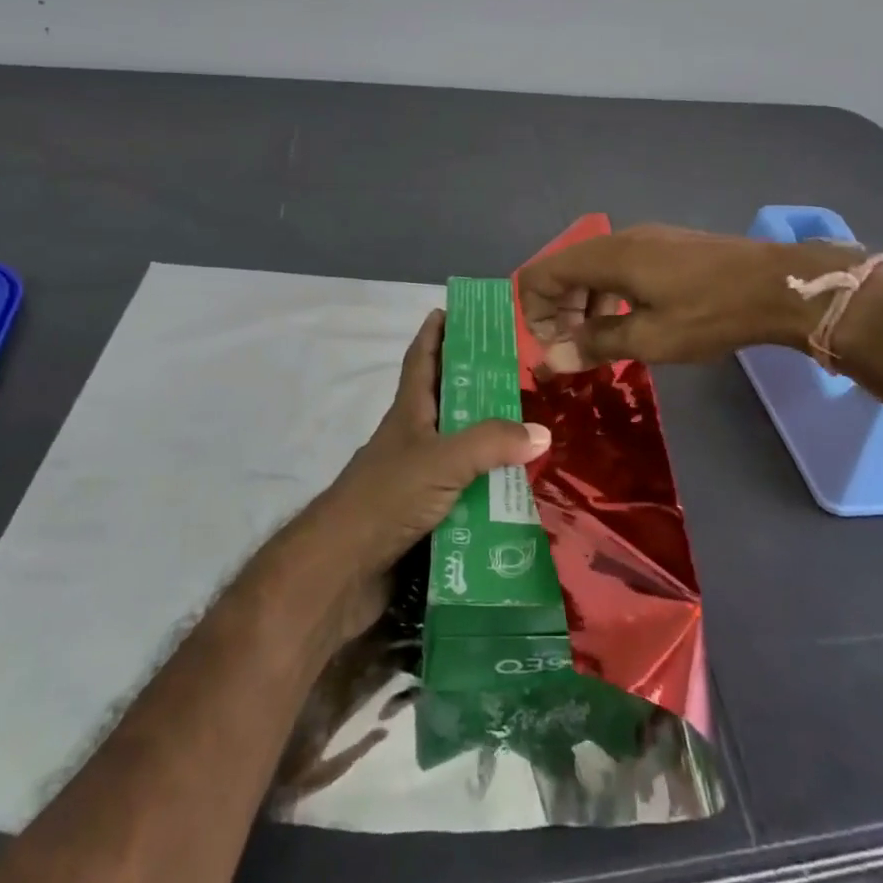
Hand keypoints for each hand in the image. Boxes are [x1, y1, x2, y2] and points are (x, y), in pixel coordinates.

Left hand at [304, 310, 549, 633]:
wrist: (341, 571)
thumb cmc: (386, 498)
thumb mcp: (442, 460)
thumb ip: (491, 442)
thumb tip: (541, 431)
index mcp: (409, 414)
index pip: (421, 361)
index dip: (434, 334)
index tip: (452, 311)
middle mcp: (412, 440)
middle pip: (446, 402)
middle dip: (477, 385)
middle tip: (521, 374)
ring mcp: (415, 479)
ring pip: (459, 450)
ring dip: (489, 442)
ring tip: (533, 432)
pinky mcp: (422, 516)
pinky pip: (463, 493)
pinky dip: (486, 489)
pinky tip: (516, 493)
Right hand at [518, 224, 863, 369]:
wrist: (778, 285)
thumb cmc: (710, 313)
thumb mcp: (650, 338)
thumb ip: (595, 345)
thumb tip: (550, 360)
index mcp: (607, 256)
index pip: (541, 273)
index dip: (533, 311)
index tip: (554, 347)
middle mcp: (620, 239)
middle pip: (564, 269)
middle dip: (558, 310)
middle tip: (575, 350)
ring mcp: (646, 239)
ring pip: (593, 268)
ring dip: (584, 304)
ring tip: (603, 341)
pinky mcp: (667, 246)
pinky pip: (619, 266)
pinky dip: (609, 294)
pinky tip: (632, 321)